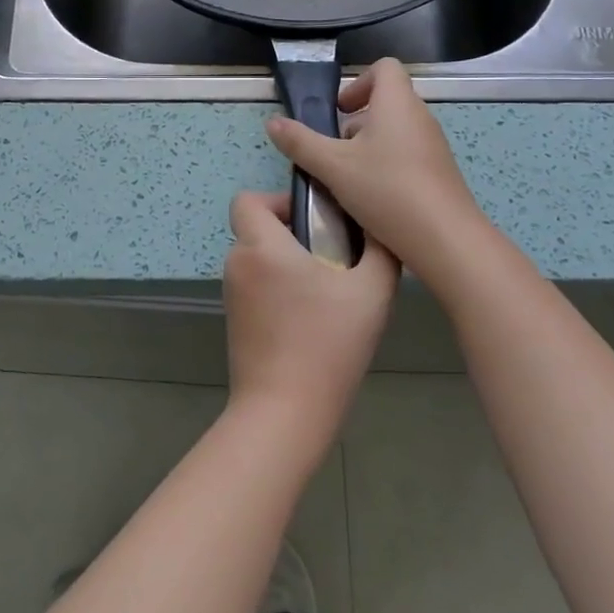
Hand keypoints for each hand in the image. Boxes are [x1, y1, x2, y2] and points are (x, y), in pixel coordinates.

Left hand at [223, 190, 398, 447]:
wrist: (285, 413)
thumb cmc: (327, 343)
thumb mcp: (371, 291)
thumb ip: (380, 250)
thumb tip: (379, 227)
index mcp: (261, 246)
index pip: (247, 199)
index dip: (278, 201)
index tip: (313, 221)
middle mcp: (238, 264)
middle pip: (258, 230)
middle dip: (293, 234)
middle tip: (334, 256)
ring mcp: (233, 296)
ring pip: (259, 260)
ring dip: (288, 265)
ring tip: (329, 291)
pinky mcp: (235, 322)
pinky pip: (257, 288)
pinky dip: (279, 291)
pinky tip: (313, 319)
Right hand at [266, 57, 485, 277]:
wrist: (445, 240)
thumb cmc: (387, 190)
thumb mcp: (333, 166)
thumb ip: (300, 142)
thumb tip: (272, 122)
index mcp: (397, 103)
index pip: (384, 67)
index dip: (357, 82)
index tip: (338, 110)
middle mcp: (419, 117)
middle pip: (386, 101)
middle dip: (355, 121)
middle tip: (333, 150)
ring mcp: (433, 146)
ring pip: (394, 131)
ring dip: (368, 146)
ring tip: (347, 178)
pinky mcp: (439, 173)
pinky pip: (407, 155)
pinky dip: (386, 166)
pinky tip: (371, 198)